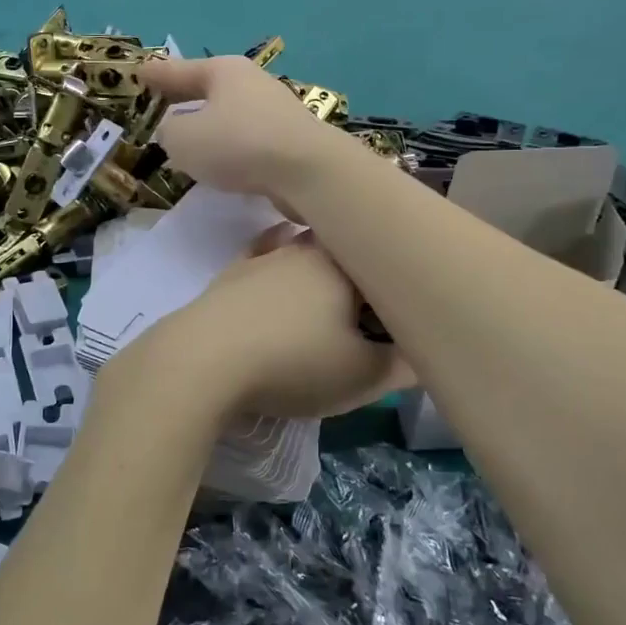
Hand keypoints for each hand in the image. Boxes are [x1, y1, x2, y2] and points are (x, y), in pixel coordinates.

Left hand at [116, 226, 411, 420]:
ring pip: (304, 252)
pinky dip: (278, 265)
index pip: (384, 261)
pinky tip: (278, 273)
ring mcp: (263, 256)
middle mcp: (304, 247)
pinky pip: (264, 259)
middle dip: (360, 276)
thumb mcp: (362, 377)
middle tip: (369, 314)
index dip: (398, 287)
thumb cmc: (293, 363)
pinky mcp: (230, 274)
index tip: (403, 314)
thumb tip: (424, 353)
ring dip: (320, 270)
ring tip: (329, 300)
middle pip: (345, 253)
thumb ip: (402, 365)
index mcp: (344, 262)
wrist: (201, 362)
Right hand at [142, 55, 346, 202]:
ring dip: (210, 125)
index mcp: (224, 71)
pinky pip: (247, 139)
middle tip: (163, 102)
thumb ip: (170, 132)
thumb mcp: (184, 139)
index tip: (140, 72)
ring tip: (189, 139)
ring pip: (230, 114)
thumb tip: (175, 131)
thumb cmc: (238, 144)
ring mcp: (276, 111)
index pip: (180, 70)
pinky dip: (230, 146)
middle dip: (186, 97)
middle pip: (210, 89)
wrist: (308, 171)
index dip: (157, 74)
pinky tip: (222, 162)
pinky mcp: (290, 141)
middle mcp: (252, 83)